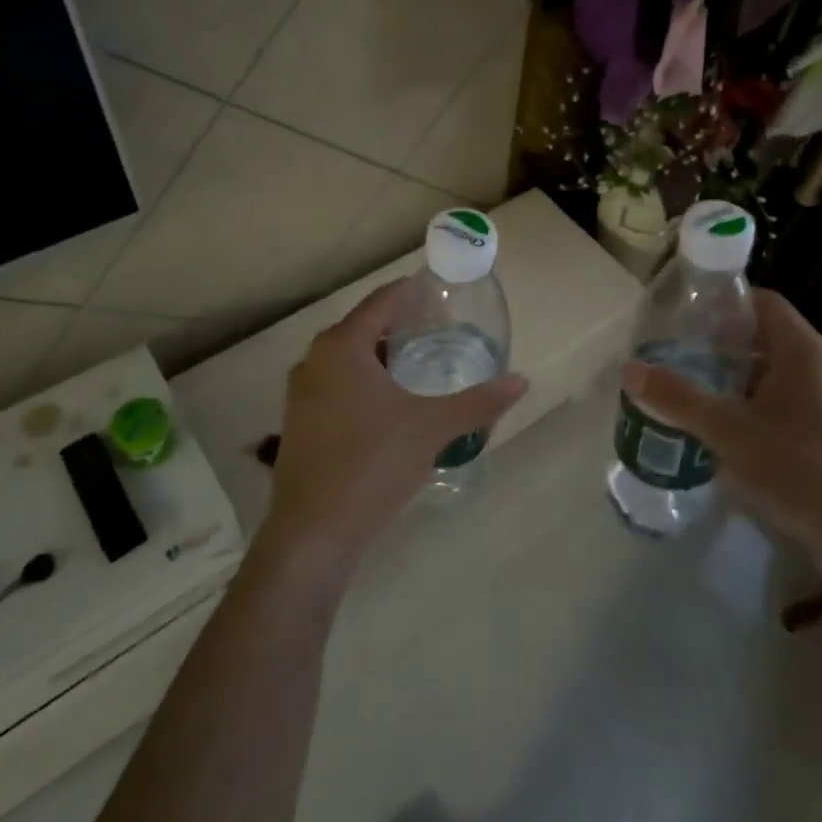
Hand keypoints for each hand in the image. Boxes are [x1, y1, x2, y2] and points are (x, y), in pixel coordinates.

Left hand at [261, 279, 527, 571]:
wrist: (313, 532)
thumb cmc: (372, 465)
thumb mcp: (431, 429)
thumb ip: (478, 402)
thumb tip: (522, 381)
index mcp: (342, 347)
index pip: (382, 302)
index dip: (412, 293)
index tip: (441, 290)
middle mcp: (314, 360)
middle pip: (364, 326)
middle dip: (401, 323)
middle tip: (440, 325)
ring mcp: (302, 392)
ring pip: (349, 357)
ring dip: (382, 353)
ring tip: (420, 359)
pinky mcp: (300, 421)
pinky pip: (338, 382)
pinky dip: (366, 378)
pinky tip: (391, 399)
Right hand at [620, 289, 821, 583]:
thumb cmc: (798, 467)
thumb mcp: (728, 430)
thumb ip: (678, 398)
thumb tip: (629, 369)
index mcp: (803, 349)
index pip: (760, 301)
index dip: (722, 304)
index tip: (682, 318)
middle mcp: (821, 366)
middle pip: (762, 338)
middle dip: (718, 346)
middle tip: (675, 355)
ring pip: (771, 374)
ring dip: (733, 380)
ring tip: (689, 391)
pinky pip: (783, 404)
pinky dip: (751, 407)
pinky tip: (723, 431)